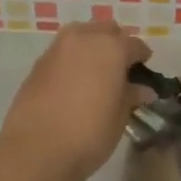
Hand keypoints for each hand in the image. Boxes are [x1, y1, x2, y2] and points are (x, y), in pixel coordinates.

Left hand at [0, 19, 153, 180]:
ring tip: (97, 75)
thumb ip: (131, 96)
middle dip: (116, 44)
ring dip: (92, 49)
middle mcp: (83, 38)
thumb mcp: (120, 116)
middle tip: (121, 70)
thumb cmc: (89, 132)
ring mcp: (57, 49)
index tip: (144, 74)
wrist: (36, 150)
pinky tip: (75, 84)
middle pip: (106, 31)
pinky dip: (73, 61)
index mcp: (111, 47)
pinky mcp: (37, 64)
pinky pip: (63, 54)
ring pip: (81, 37)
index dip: (142, 59)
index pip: (134, 45)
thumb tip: (143, 89)